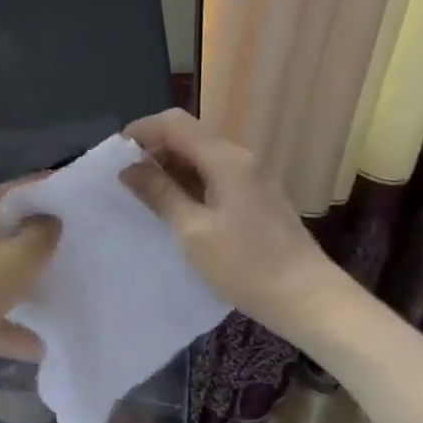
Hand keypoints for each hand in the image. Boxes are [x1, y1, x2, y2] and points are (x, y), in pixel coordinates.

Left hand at [0, 172, 51, 362]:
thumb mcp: (19, 259)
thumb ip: (41, 235)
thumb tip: (47, 220)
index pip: (3, 201)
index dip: (33, 206)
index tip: (57, 217)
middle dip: (20, 255)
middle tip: (48, 266)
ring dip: (9, 294)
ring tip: (40, 313)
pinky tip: (24, 346)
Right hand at [120, 109, 340, 339]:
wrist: (308, 299)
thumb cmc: (246, 265)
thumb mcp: (192, 231)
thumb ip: (160, 193)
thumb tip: (129, 168)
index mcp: (225, 159)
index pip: (174, 123)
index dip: (141, 131)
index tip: (114, 156)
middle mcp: (240, 158)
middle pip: (188, 136)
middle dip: (153, 150)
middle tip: (125, 180)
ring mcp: (251, 177)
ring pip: (200, 157)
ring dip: (169, 169)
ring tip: (143, 196)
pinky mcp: (255, 196)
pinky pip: (213, 175)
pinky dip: (188, 183)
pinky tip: (174, 209)